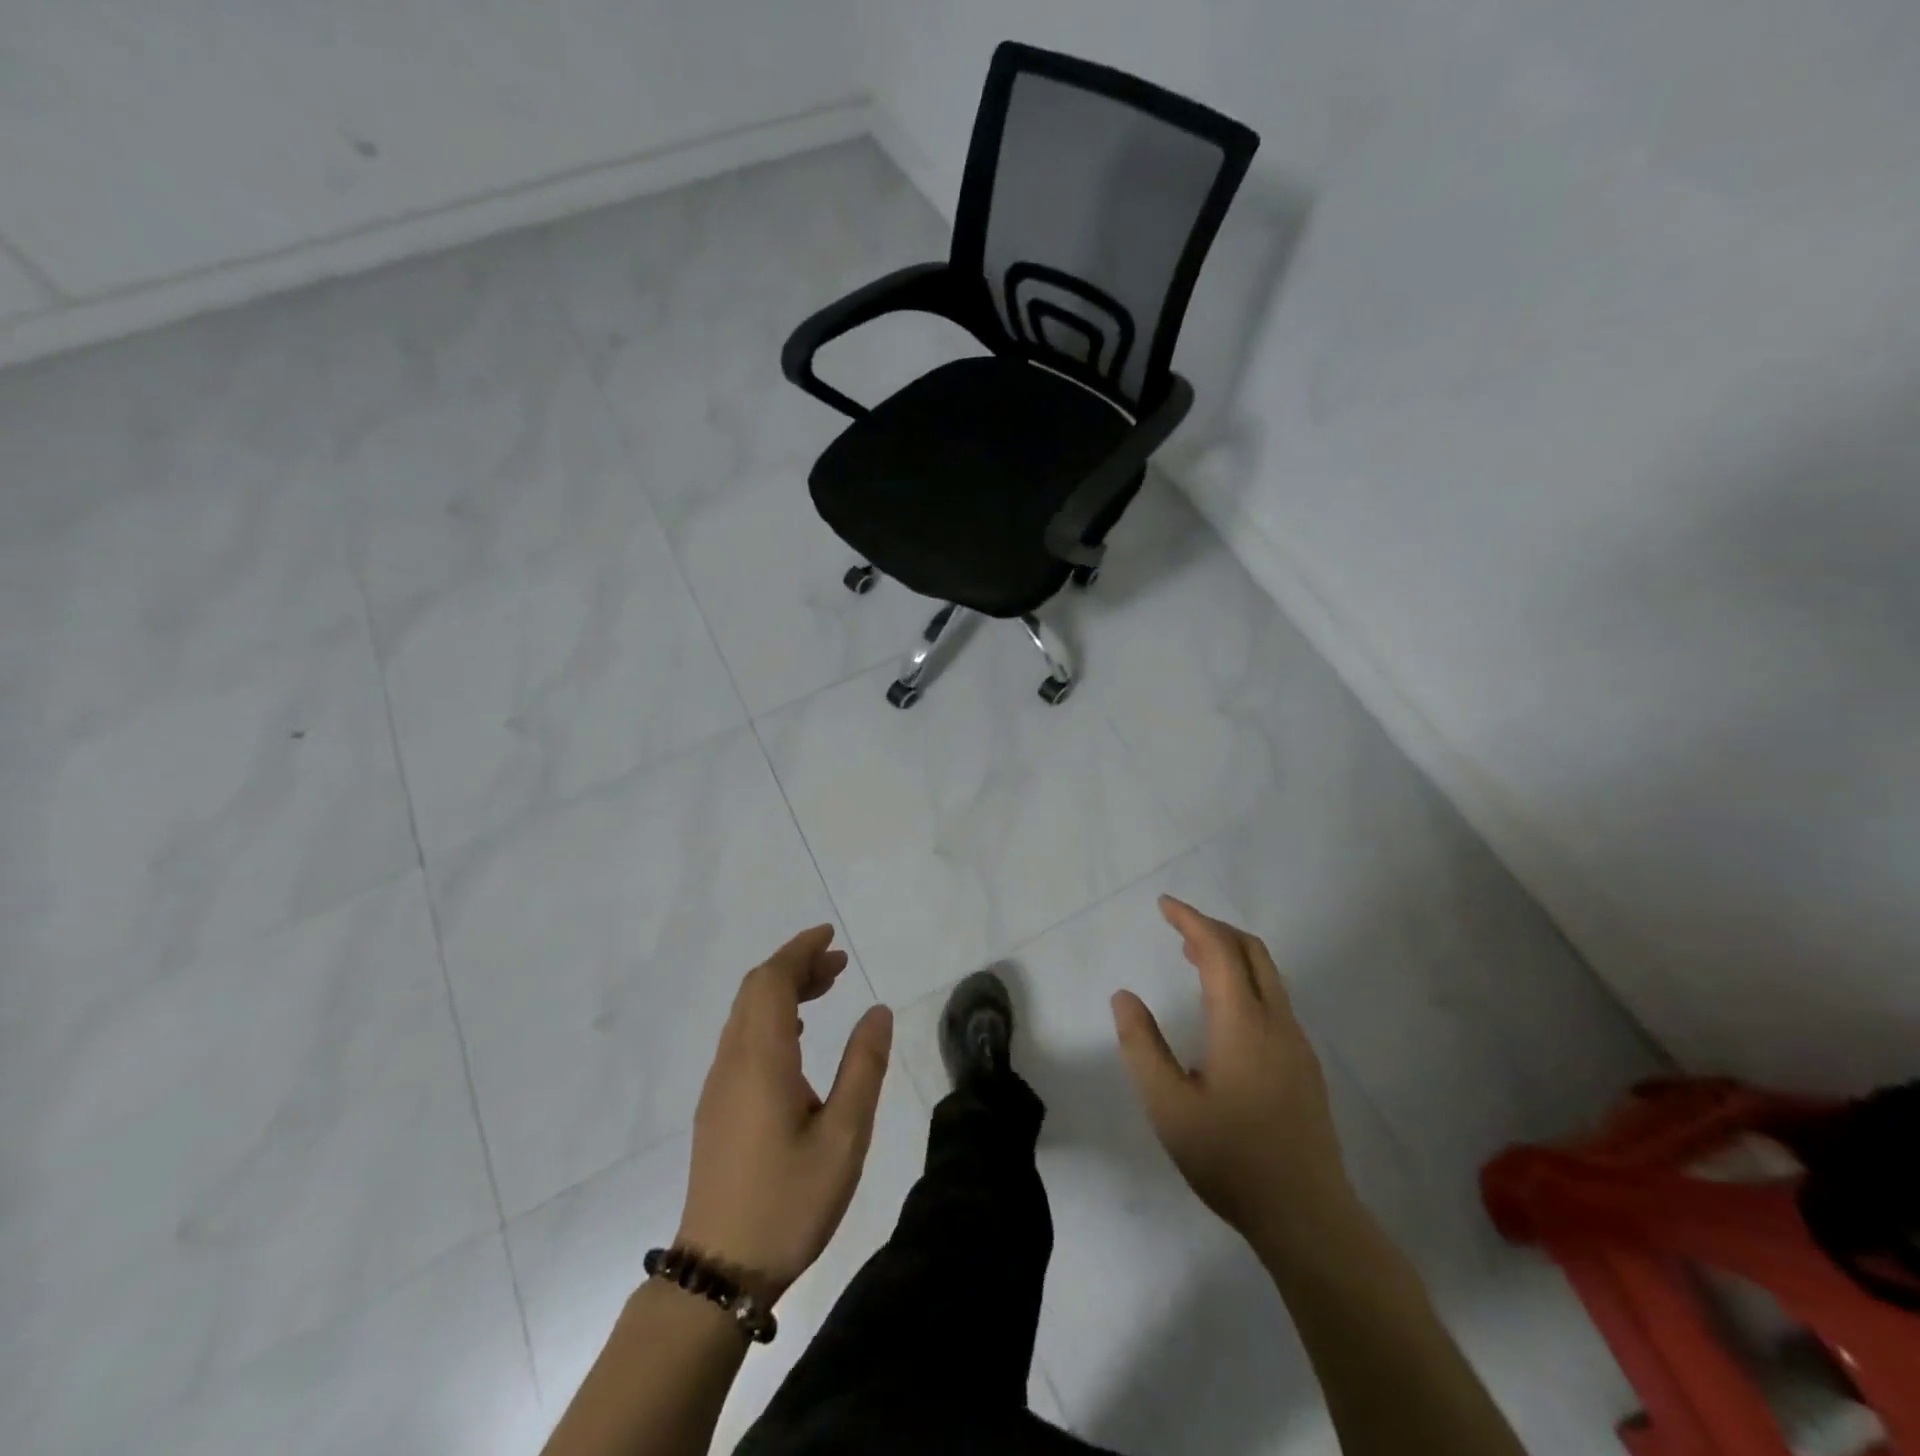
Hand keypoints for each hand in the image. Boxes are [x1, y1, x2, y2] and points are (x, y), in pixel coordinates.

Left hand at [676, 926, 892, 1300]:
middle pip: (755, 990)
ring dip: (782, 990)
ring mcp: (719, 1085)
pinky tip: (797, 1038)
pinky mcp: (717, 1107)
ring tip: (825, 990)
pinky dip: (770, 1017)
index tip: (830, 937)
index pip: (771, 981)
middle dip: (795, 965)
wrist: (719, 1273)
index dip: (799, 951)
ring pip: (746, 1014)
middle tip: (838, 964)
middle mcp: (732, 1062)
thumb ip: (863, 1067)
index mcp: (761, 1060)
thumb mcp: (844, 1137)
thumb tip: (877, 1010)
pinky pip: (741, 1038)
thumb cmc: (788, 1203)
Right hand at [1111, 897, 1354, 1250]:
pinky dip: (1244, 980)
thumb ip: (1141, 1045)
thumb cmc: (1231, 1159)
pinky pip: (1273, 999)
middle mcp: (1276, 1022)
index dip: (1190, 920)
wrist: (1308, 1217)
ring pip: (1267, 975)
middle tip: (1177, 926)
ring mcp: (1296, 1044)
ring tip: (1192, 957)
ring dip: (1230, 953)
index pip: (1219, 949)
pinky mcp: (1304, 1066)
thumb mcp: (1168, 1106)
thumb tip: (1124, 997)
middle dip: (1214, 927)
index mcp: (1243, 1023)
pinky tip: (1222, 1010)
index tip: (1164, 905)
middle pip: (1251, 951)